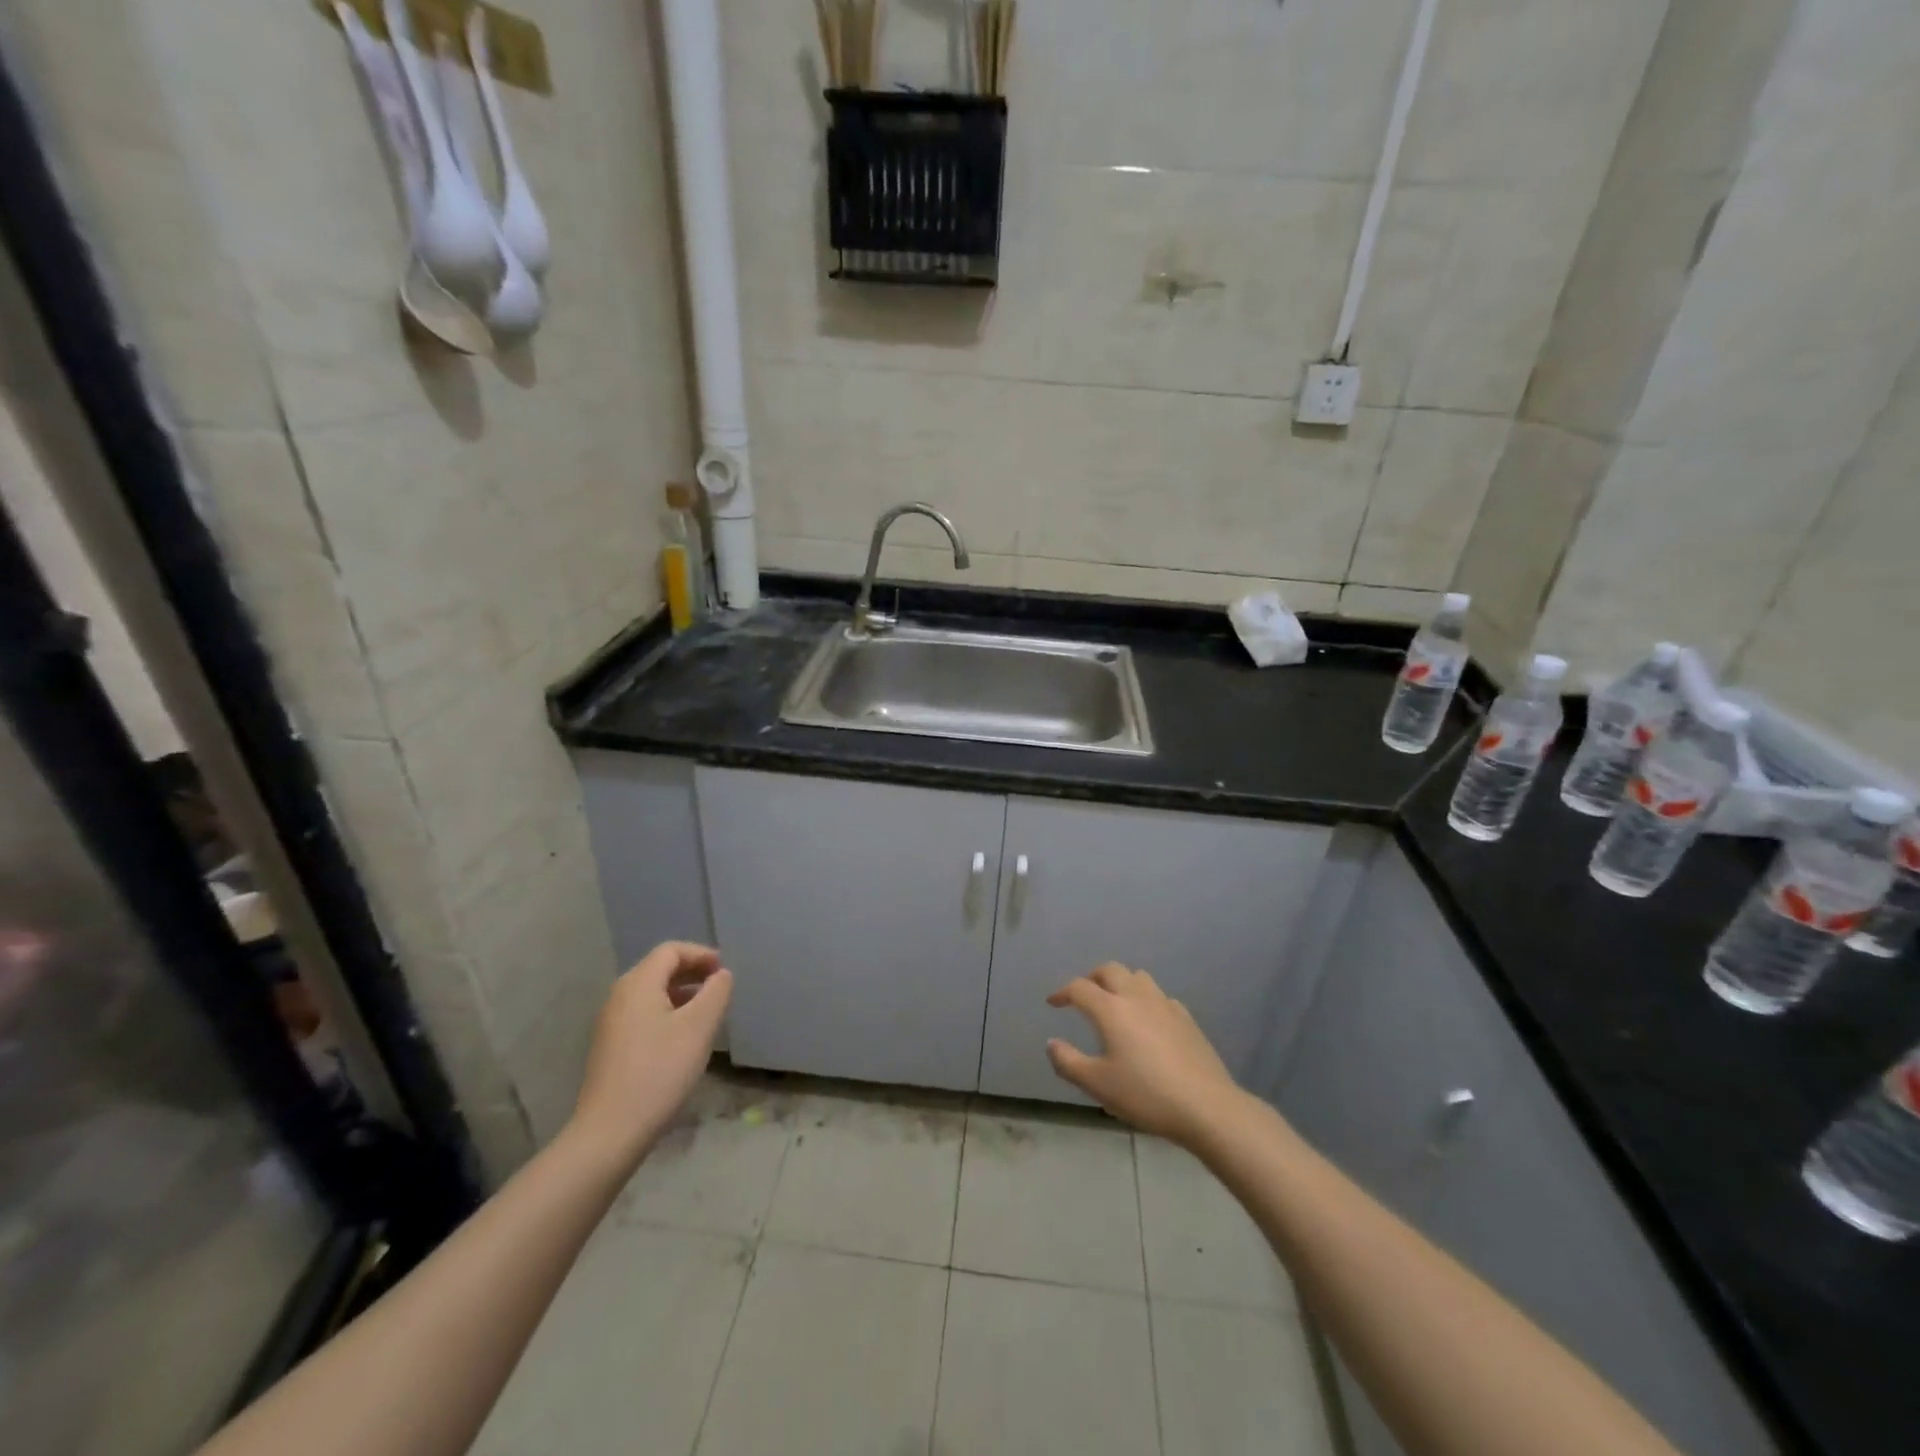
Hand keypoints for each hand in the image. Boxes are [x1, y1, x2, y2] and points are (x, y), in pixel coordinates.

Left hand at [567, 942, 732, 1171]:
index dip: (701, 954)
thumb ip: (716, 993)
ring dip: (681, 994)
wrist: (611, 1132)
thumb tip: (721, 975)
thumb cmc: (660, 1071)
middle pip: (659, 969)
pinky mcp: (610, 1048)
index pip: (671, 951)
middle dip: (692, 973)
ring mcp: (611, 1024)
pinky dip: (667, 1013)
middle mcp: (619, 997)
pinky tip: (682, 1039)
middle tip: (719, 988)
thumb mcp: (699, 1028)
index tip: (724, 972)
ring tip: (706, 1013)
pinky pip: (643, 1015)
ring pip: (651, 994)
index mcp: (638, 984)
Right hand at [1046, 962, 1244, 1146]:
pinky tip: (1147, 1022)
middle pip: (1110, 970)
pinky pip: (1159, 996)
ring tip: (1114, 1003)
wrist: (1206, 1106)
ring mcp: (1165, 1004)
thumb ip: (1068, 1062)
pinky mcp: (1186, 1017)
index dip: (1062, 992)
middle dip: (1091, 978)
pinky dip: (1145, 999)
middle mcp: (1136, 997)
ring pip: (1138, 977)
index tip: (1053, 1003)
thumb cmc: (1145, 1095)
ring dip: (1120, 982)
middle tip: (1082, 995)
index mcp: (1111, 1009)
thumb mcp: (1097, 1085)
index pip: (1080, 988)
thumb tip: (1052, 1042)